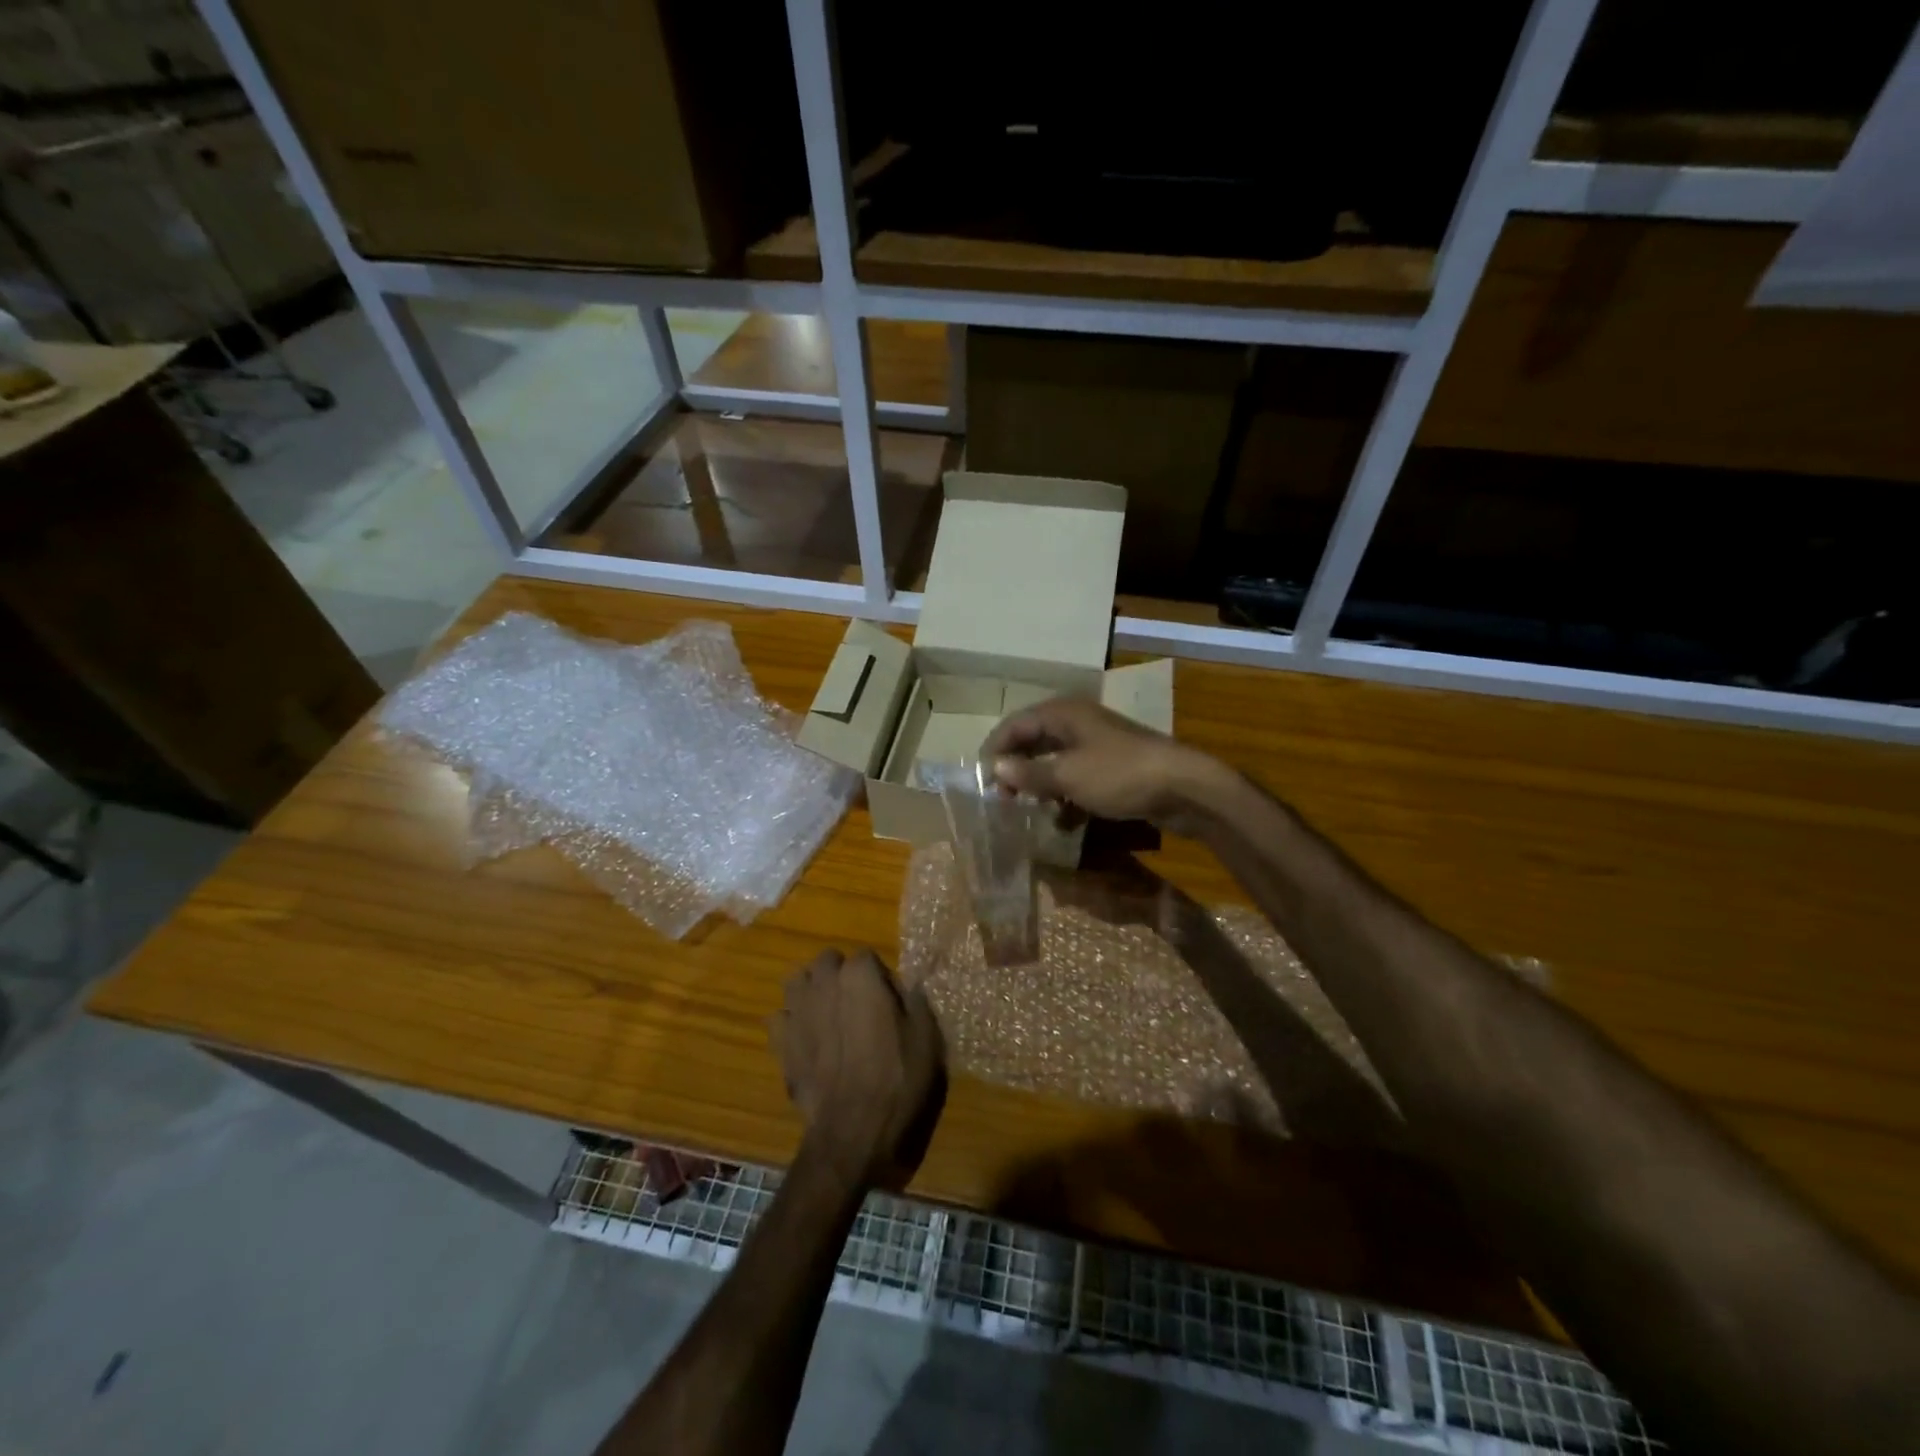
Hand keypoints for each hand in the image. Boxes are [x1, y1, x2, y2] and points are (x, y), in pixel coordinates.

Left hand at [772, 948, 945, 1190]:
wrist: (855, 1129)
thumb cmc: (898, 1077)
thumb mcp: (926, 1036)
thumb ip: (915, 999)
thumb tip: (909, 982)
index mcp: (860, 974)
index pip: (867, 957)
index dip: (879, 977)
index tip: (889, 1002)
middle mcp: (824, 983)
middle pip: (827, 961)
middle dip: (840, 974)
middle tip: (858, 1004)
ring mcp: (797, 1011)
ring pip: (797, 981)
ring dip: (811, 990)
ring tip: (828, 1014)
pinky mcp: (780, 1041)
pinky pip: (780, 1018)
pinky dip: (791, 1023)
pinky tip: (806, 1040)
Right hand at [980, 697, 1228, 834]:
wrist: (1184, 787)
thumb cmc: (1119, 774)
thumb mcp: (1068, 776)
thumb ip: (1029, 773)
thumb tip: (995, 768)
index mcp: (1063, 714)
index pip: (1015, 725)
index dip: (995, 749)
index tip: (980, 780)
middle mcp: (1078, 723)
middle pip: (1034, 742)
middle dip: (1016, 769)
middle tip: (1001, 798)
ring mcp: (1098, 746)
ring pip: (1056, 762)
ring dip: (1040, 785)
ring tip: (1026, 810)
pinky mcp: (1114, 769)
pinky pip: (1078, 779)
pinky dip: (1066, 797)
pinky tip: (1061, 821)